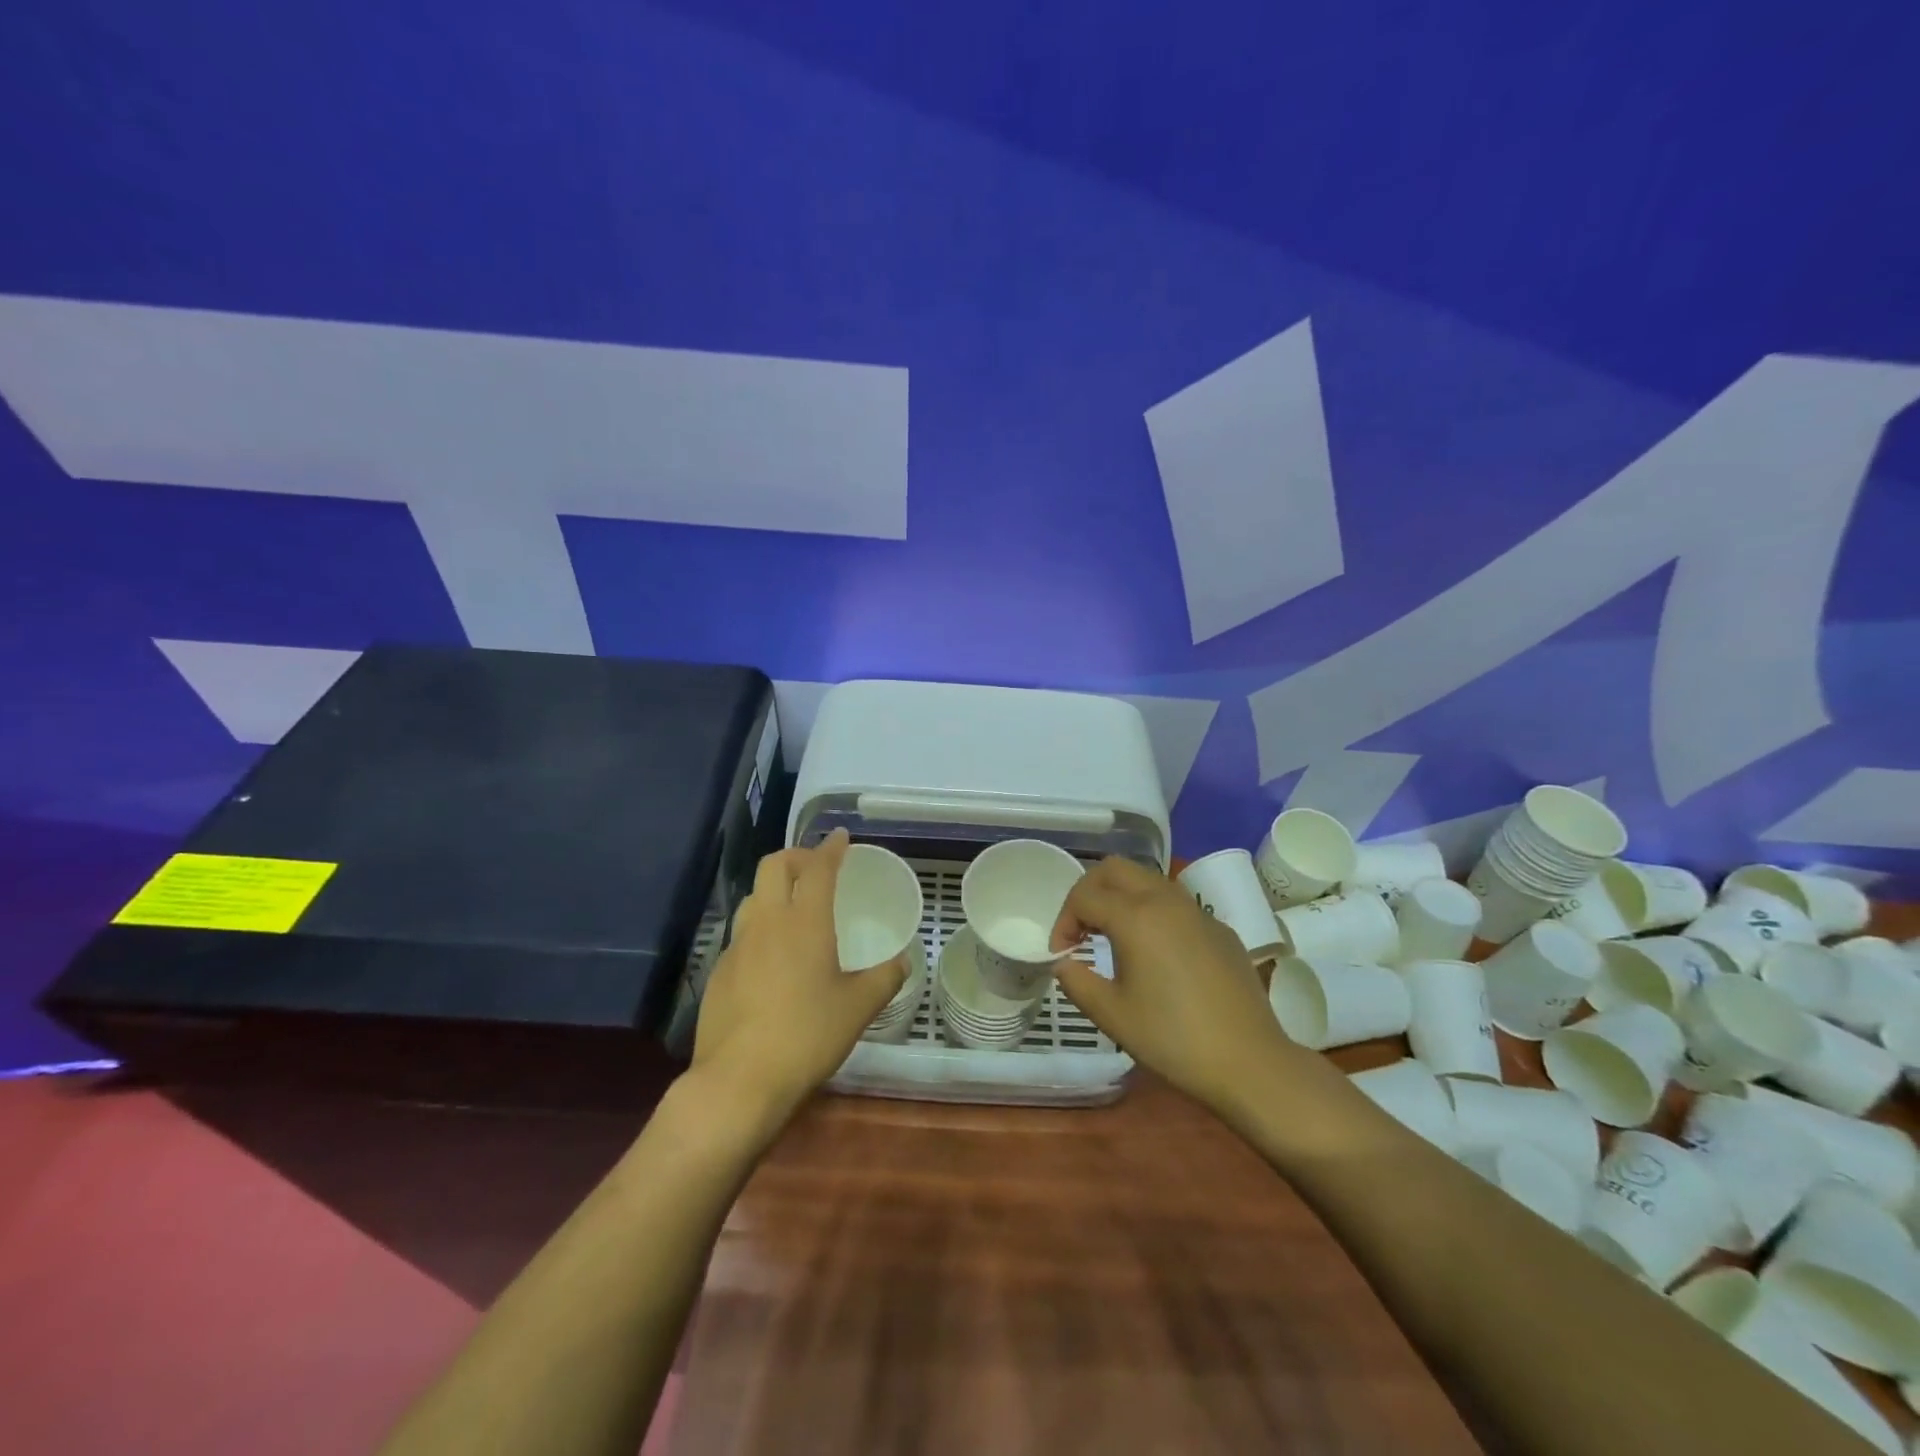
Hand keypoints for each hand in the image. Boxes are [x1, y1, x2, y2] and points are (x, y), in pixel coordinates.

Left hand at [692, 830, 906, 1125]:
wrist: (739, 1079)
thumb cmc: (807, 1035)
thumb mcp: (858, 1008)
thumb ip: (884, 979)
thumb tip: (902, 962)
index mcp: (805, 922)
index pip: (818, 868)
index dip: (831, 848)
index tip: (841, 837)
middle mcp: (768, 922)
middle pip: (774, 866)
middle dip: (796, 856)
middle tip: (816, 866)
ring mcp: (738, 945)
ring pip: (753, 896)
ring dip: (774, 888)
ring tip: (793, 906)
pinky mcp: (719, 971)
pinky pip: (742, 932)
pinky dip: (760, 925)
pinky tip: (772, 954)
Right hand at [1049, 856, 1299, 1116]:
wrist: (1250, 1062)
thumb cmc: (1173, 1039)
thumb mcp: (1112, 1015)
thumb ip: (1077, 982)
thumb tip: (1065, 964)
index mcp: (1135, 916)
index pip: (1084, 896)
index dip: (1063, 921)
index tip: (1063, 955)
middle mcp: (1166, 900)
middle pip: (1115, 868)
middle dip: (1090, 891)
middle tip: (1082, 929)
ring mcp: (1198, 911)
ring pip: (1148, 879)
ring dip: (1122, 897)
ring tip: (1114, 937)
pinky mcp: (1220, 929)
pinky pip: (1176, 904)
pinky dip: (1153, 912)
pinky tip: (1157, 954)